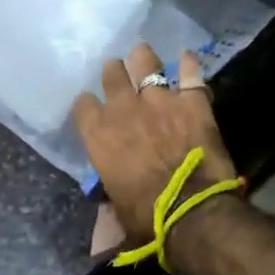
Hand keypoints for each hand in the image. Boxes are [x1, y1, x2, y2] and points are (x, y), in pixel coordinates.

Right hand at [71, 44, 236, 243]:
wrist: (192, 212)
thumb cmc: (146, 217)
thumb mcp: (117, 209)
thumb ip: (110, 195)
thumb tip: (104, 218)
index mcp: (99, 136)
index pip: (83, 106)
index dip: (88, 105)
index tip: (92, 107)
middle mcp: (123, 110)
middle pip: (112, 75)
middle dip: (114, 72)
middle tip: (118, 73)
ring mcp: (159, 101)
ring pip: (146, 63)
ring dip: (144, 58)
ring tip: (144, 55)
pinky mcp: (192, 102)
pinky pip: (190, 73)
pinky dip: (189, 64)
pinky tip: (187, 57)